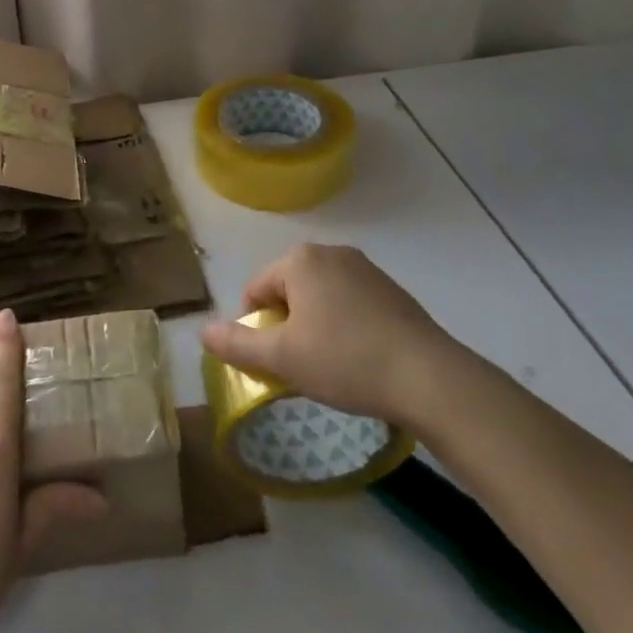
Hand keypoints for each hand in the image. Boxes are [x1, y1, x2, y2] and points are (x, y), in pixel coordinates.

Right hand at [199, 243, 463, 433]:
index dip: (254, 328)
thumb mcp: (282, 358)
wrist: (430, 379)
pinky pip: (350, 305)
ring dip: (314, 327)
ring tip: (329, 367)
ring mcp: (367, 270)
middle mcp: (332, 253)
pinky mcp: (392, 291)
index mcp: (301, 259)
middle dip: (286, 326)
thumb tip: (203, 332)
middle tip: (297, 366)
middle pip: (288, 290)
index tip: (270, 362)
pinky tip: (358, 360)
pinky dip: (344, 328)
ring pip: (320, 298)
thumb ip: (237, 344)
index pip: (256, 290)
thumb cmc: (345, 360)